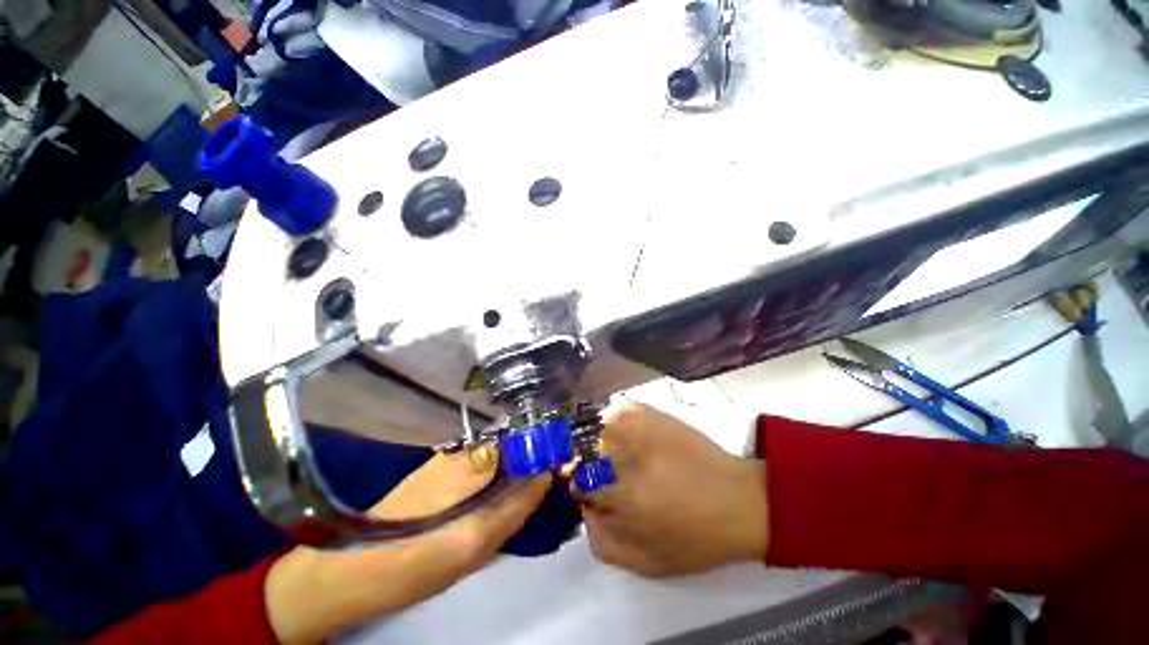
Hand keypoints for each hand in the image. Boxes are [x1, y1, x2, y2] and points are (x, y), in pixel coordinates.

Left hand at [267, 450, 548, 643]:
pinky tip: (493, 497)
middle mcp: (464, 449)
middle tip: (546, 484)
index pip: (525, 438)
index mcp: (474, 459)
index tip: (563, 463)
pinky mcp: (439, 470)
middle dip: (534, 458)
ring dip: (516, 468)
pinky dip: (496, 476)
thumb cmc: (414, 560)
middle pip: (514, 443)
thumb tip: (547, 474)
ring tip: (524, 493)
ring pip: (498, 455)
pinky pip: (482, 465)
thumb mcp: (475, 542)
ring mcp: (450, 458)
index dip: (547, 447)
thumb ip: (516, 504)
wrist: (350, 571)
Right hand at [579, 402, 767, 576]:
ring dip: (597, 439)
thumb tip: (585, 513)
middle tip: (597, 471)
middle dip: (584, 462)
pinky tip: (623, 430)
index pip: (580, 483)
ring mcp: (641, 430)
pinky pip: (621, 410)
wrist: (739, 501)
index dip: (579, 488)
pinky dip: (614, 418)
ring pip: (600, 427)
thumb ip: (605, 543)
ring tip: (610, 451)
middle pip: (585, 451)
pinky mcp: (656, 416)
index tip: (586, 491)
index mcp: (623, 496)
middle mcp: (627, 457)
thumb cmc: (696, 538)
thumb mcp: (649, 562)